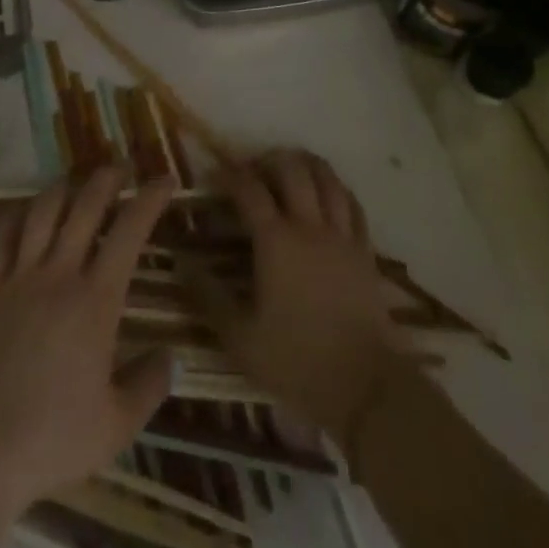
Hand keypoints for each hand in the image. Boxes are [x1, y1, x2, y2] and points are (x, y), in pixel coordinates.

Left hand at [0, 166, 176, 514]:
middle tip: (120, 167)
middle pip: (86, 206)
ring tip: (76, 182)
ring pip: (43, 211)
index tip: (165, 180)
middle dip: (107, 178)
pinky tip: (25, 211)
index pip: (130, 231)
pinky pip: (4, 236)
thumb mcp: (116, 425)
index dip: (150, 199)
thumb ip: (148, 387)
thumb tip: (171, 358)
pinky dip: (18, 215)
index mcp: (97, 299)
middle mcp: (60, 273)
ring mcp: (21, 276)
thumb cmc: (52, 436)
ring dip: (64, 188)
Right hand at [188, 150, 399, 453]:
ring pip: (327, 178)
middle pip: (291, 170)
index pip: (249, 189)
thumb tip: (181, 261)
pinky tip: (328, 193)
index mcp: (275, 241)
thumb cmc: (297, 362)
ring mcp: (341, 236)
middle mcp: (309, 226)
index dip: (229, 175)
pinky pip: (352, 204)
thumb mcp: (240, 338)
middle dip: (269, 159)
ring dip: (306, 164)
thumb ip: (208, 296)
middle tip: (254, 168)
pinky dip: (336, 189)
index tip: (214, 174)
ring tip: (290, 167)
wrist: (367, 388)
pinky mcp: (365, 250)